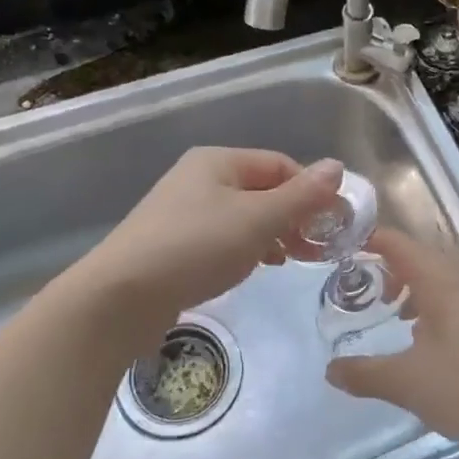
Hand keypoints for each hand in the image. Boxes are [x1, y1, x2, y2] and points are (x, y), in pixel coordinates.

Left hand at [83, 148, 344, 320]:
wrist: (121, 297)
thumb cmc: (195, 247)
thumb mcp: (257, 220)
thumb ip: (301, 196)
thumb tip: (338, 166)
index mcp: (218, 161)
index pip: (280, 165)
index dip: (311, 191)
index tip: (335, 224)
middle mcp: (200, 179)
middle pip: (262, 190)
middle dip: (295, 215)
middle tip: (320, 248)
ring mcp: (184, 212)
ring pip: (244, 216)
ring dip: (274, 234)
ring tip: (294, 259)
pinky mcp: (175, 244)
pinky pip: (223, 238)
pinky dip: (247, 248)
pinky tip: (258, 267)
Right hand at [326, 228, 458, 458]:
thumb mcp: (406, 383)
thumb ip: (364, 374)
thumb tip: (330, 370)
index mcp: (441, 283)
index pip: (399, 244)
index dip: (370, 239)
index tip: (340, 246)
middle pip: (420, 257)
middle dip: (387, 264)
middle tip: (358, 280)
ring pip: (439, 280)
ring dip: (411, 286)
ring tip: (389, 309)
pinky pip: (452, 300)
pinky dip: (429, 305)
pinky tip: (421, 338)